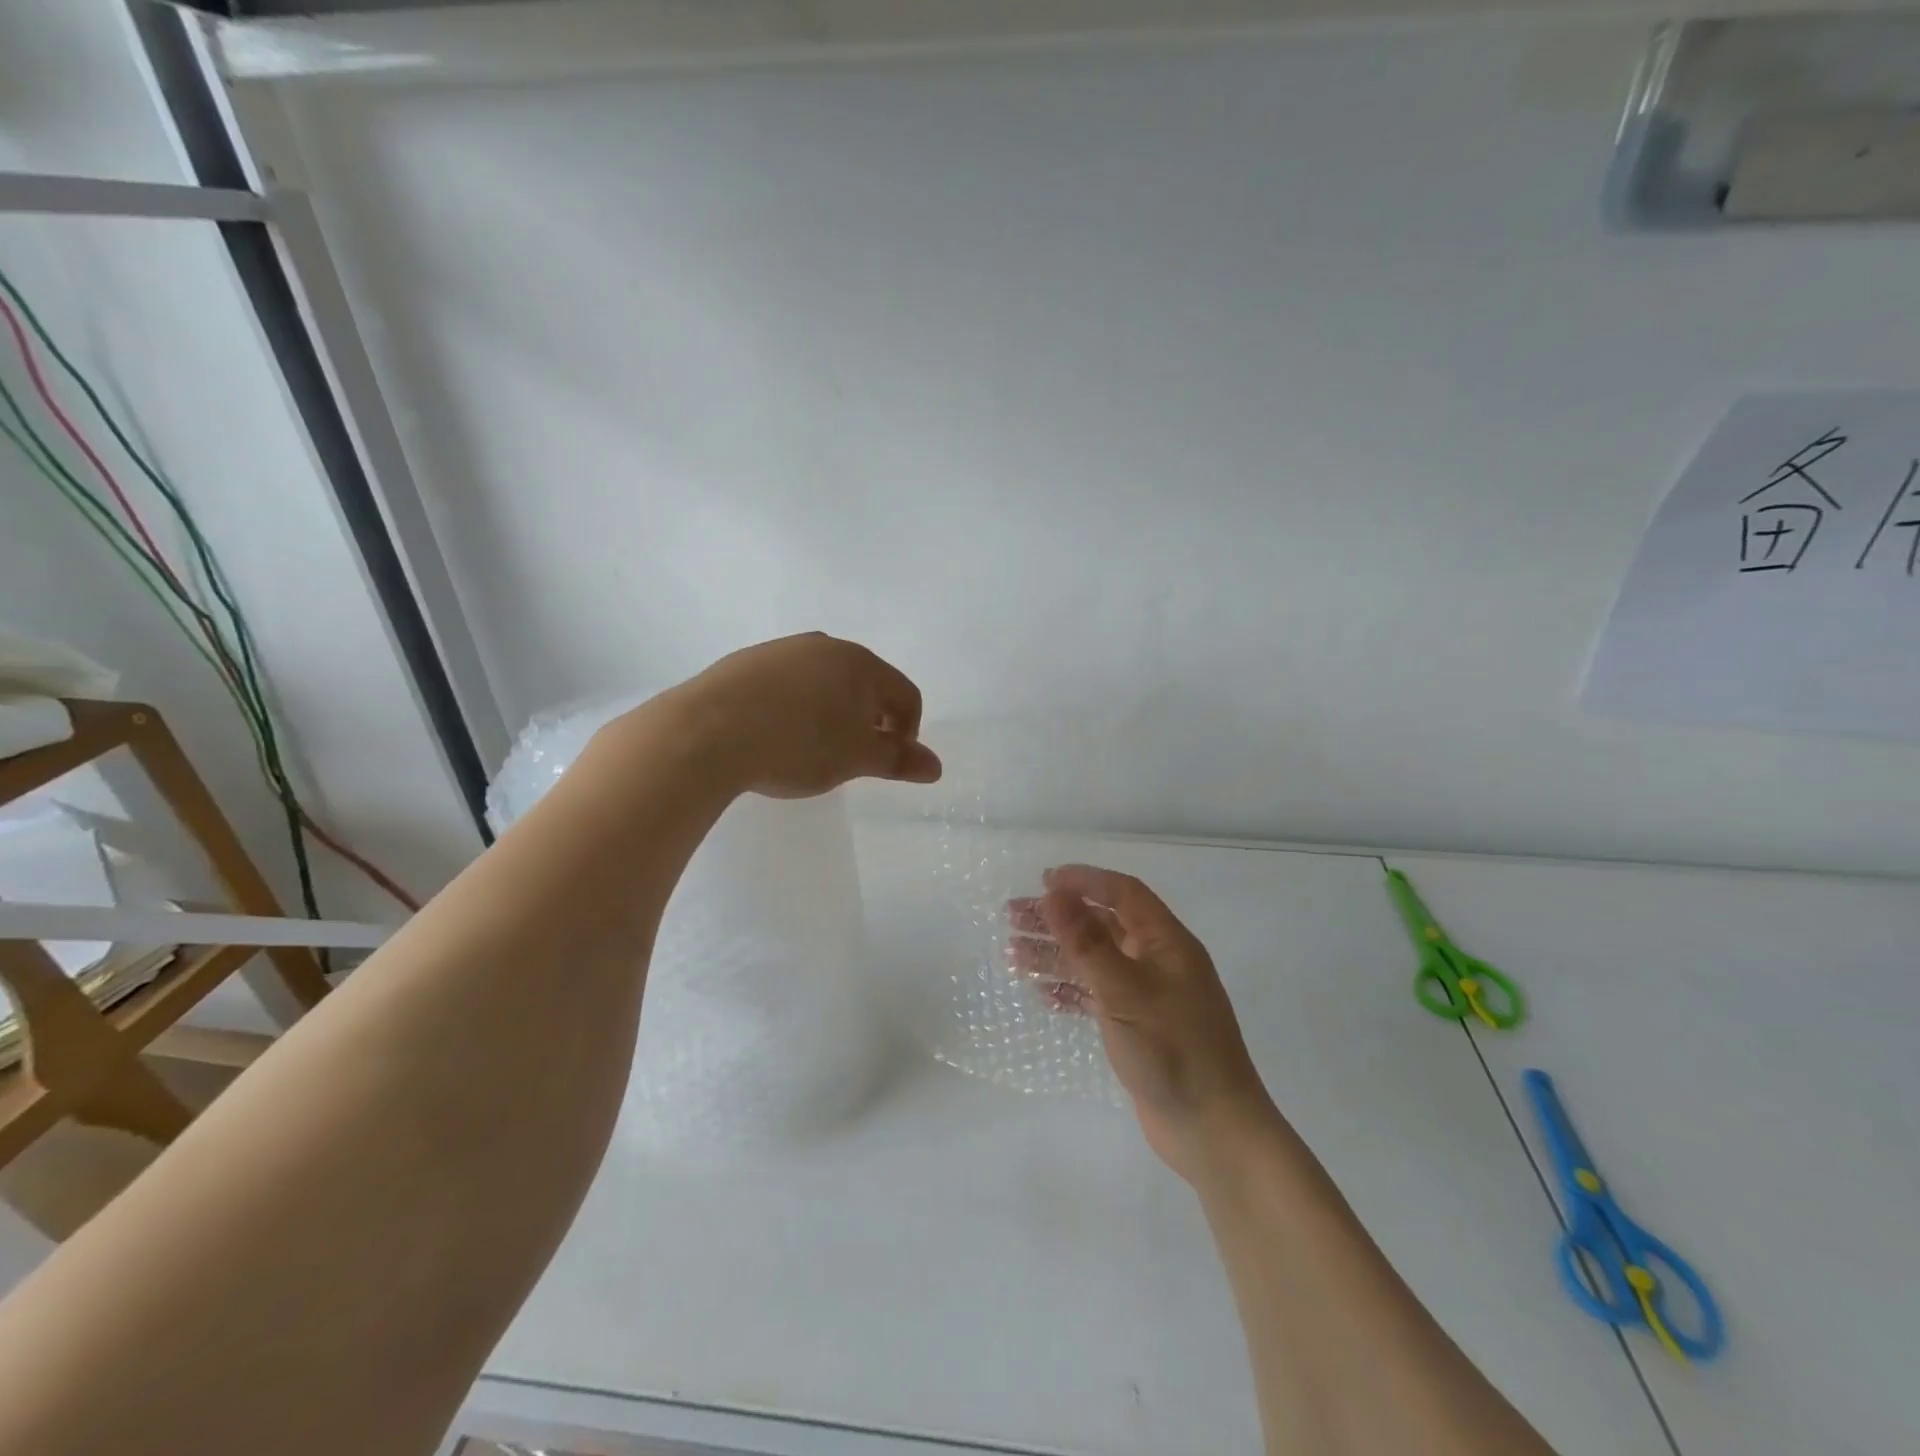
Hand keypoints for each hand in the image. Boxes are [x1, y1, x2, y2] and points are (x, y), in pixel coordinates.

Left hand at [672, 632, 941, 797]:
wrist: (706, 733)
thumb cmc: (797, 744)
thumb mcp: (855, 759)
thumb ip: (898, 760)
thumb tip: (936, 766)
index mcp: (860, 663)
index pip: (905, 695)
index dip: (908, 731)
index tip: (889, 762)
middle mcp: (824, 646)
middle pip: (866, 683)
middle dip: (869, 720)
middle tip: (853, 756)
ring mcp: (781, 651)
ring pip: (824, 681)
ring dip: (831, 713)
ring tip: (812, 748)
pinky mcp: (745, 663)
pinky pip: (787, 685)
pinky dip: (795, 708)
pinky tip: (775, 735)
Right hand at [1008, 865, 1281, 1183]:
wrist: (1213, 1131)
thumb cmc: (1173, 1050)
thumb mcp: (1124, 991)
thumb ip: (1086, 941)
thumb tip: (1053, 893)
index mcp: (1166, 942)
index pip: (1123, 893)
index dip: (1084, 880)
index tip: (1043, 881)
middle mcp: (1158, 961)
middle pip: (1103, 925)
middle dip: (1059, 918)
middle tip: (1013, 916)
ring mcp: (1148, 996)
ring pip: (1095, 961)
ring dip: (1056, 954)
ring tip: (1013, 952)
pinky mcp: (1137, 1027)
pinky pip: (1097, 995)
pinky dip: (1070, 990)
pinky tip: (1042, 993)